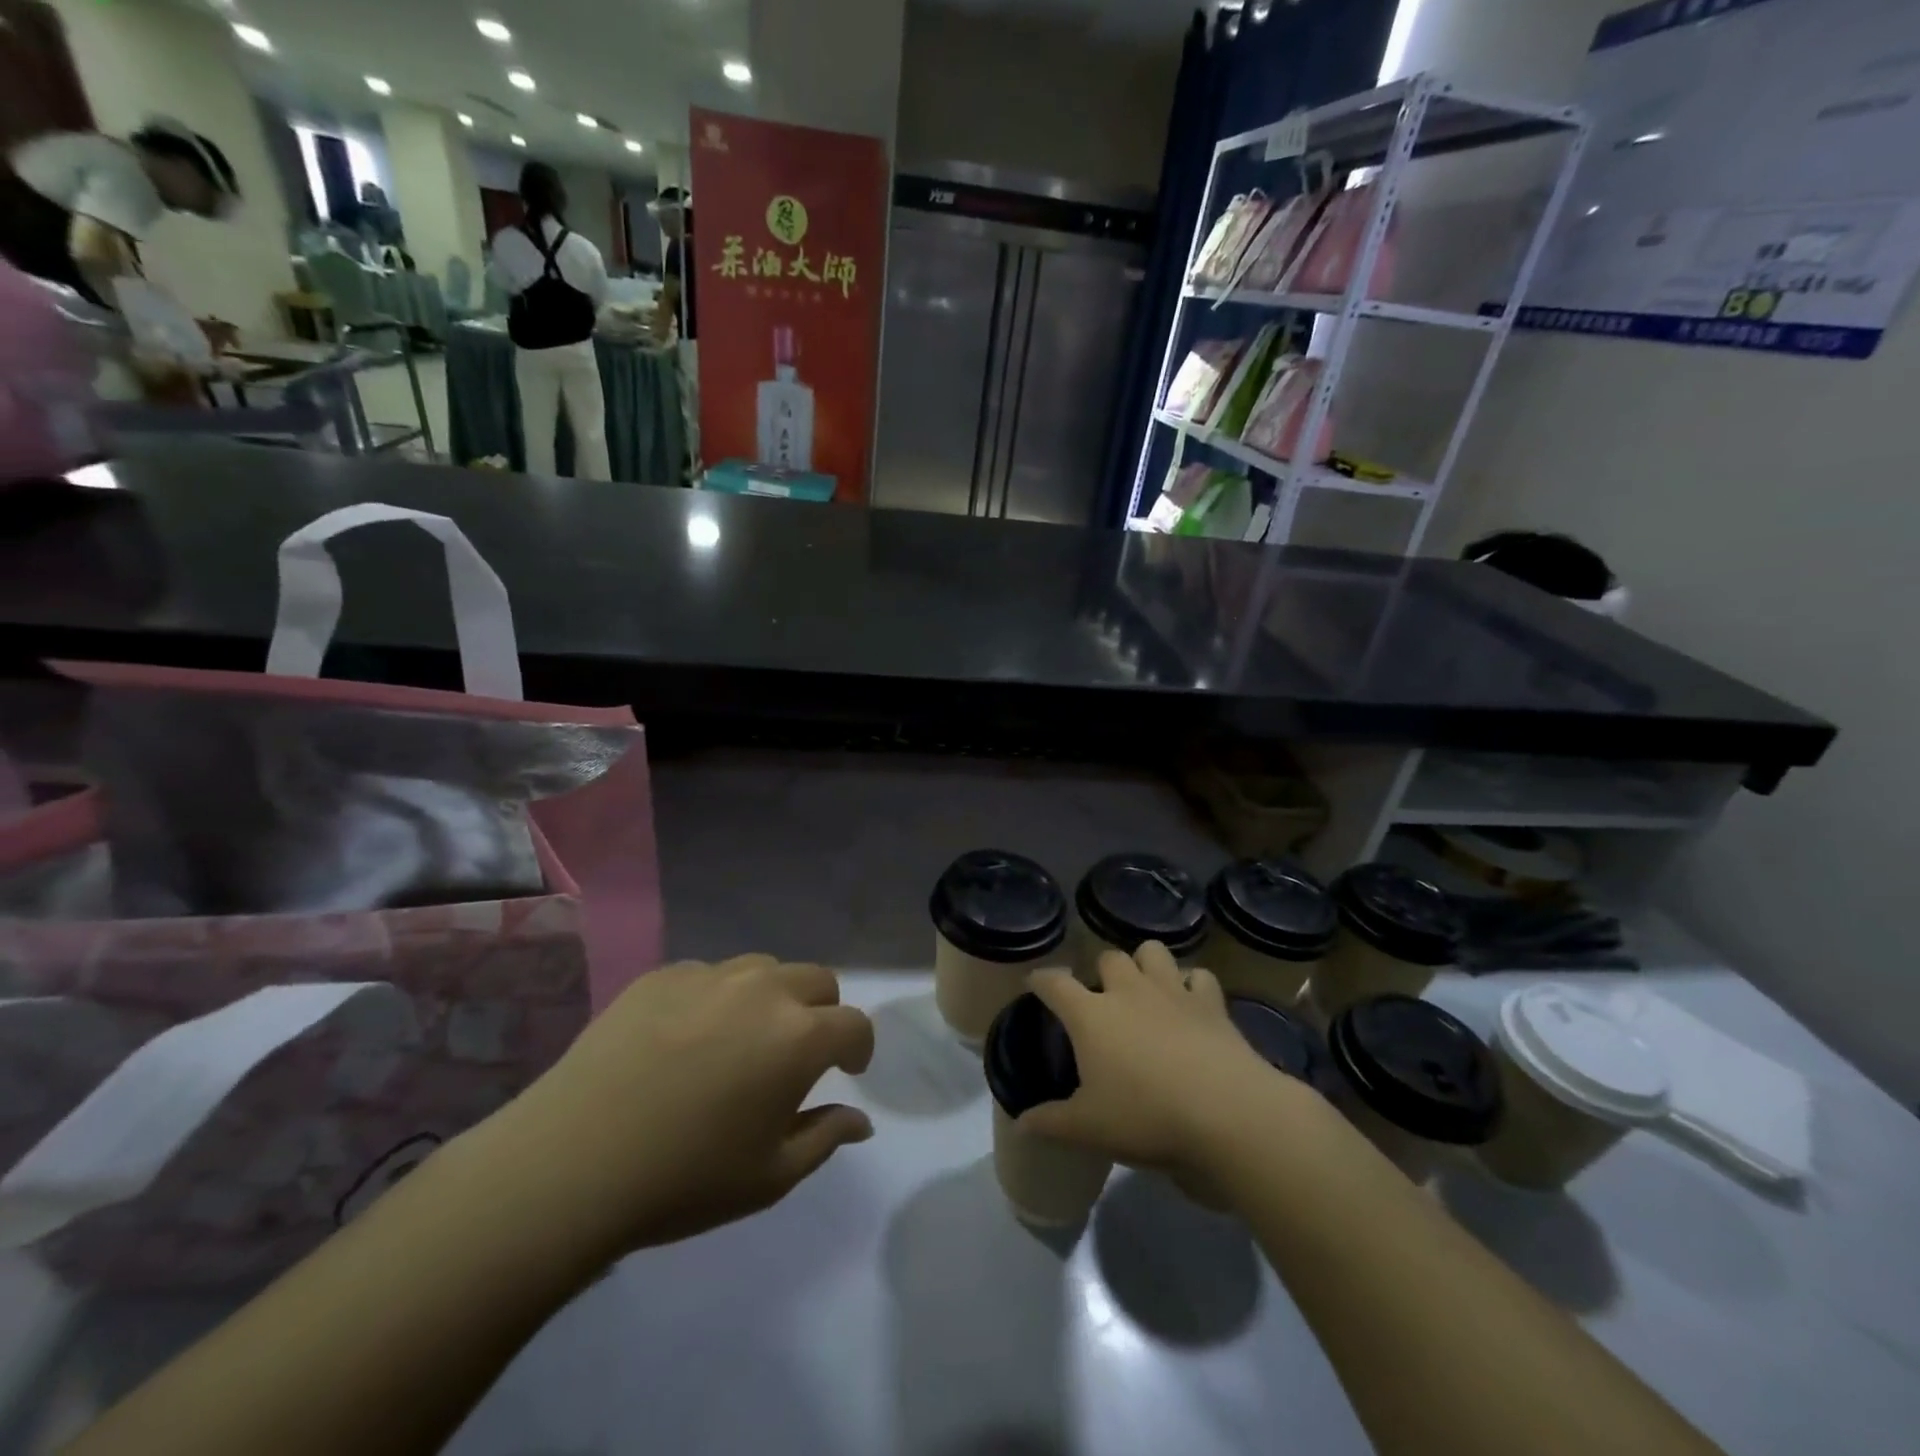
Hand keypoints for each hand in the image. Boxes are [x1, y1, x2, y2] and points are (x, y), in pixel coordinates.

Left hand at [477, 956, 875, 1259]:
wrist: (570, 1163)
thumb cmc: (683, 1179)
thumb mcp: (769, 1177)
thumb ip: (825, 1137)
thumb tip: (860, 1119)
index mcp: (799, 1037)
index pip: (855, 1024)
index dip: (859, 1047)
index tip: (847, 1071)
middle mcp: (764, 991)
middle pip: (818, 980)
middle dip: (821, 1012)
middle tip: (796, 1054)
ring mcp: (710, 975)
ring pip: (764, 968)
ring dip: (771, 998)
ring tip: (740, 1040)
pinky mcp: (662, 975)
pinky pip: (709, 975)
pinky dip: (716, 999)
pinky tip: (684, 1040)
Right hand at [1019, 943, 1303, 1175]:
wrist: (1226, 1113)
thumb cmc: (1146, 1117)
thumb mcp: (1089, 1129)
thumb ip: (1051, 1123)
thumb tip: (1022, 1124)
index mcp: (1091, 1015)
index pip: (1054, 983)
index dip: (1041, 980)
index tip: (1035, 983)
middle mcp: (1128, 991)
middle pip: (1107, 957)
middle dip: (1101, 970)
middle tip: (1102, 996)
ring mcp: (1172, 991)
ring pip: (1152, 951)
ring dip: (1145, 962)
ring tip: (1145, 986)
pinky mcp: (1210, 1003)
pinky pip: (1199, 976)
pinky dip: (1192, 983)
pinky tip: (1191, 1001)